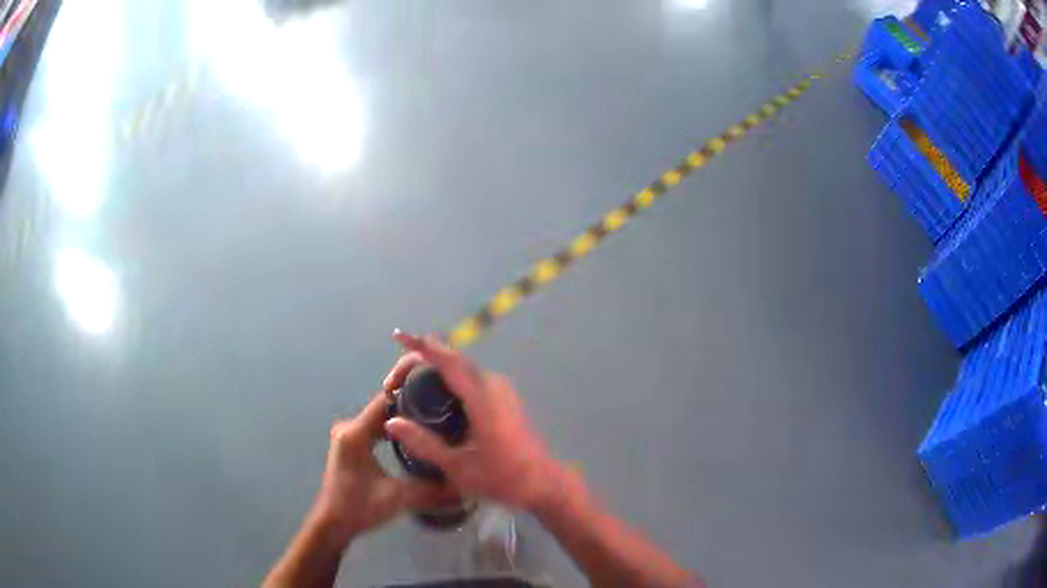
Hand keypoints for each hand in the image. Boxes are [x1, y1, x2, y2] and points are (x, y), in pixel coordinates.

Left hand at [312, 393, 448, 538]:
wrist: (332, 524)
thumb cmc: (359, 507)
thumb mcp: (397, 497)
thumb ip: (430, 488)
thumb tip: (463, 484)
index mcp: (355, 432)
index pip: (385, 401)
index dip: (412, 396)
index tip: (439, 399)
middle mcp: (348, 427)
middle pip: (383, 409)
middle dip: (411, 411)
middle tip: (442, 415)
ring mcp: (347, 436)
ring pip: (379, 420)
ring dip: (402, 423)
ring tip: (432, 426)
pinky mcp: (349, 447)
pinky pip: (374, 431)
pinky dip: (392, 433)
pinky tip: (412, 441)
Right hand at [383, 331, 565, 510]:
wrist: (544, 484)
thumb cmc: (502, 478)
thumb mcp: (457, 466)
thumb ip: (423, 443)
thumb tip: (391, 421)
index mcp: (482, 398)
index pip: (447, 362)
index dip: (421, 346)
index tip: (398, 335)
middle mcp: (493, 386)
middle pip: (452, 361)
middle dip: (420, 362)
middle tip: (392, 385)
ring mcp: (501, 391)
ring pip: (461, 370)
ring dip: (433, 372)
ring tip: (406, 390)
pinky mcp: (504, 399)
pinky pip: (470, 380)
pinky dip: (447, 382)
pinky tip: (433, 400)